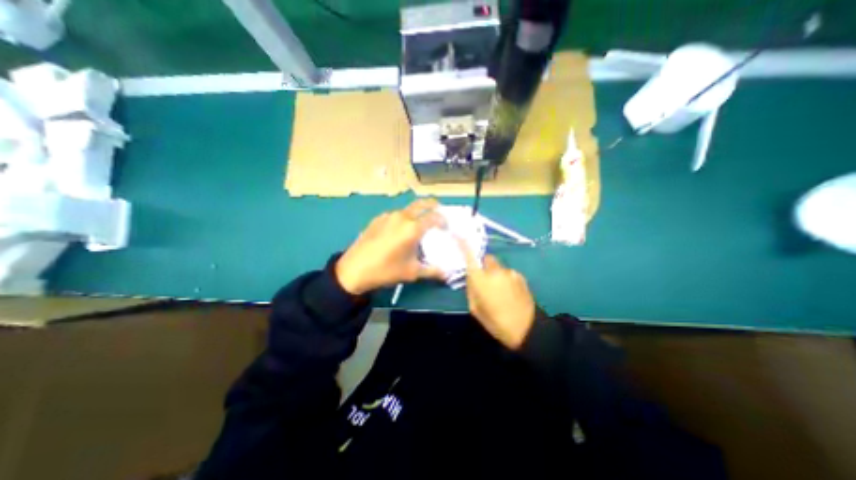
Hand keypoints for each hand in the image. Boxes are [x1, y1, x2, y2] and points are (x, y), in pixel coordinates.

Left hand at [335, 198, 443, 293]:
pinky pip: (395, 215)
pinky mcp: (377, 219)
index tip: (446, 227)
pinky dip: (403, 218)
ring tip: (419, 224)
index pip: (435, 217)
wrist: (353, 270)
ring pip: (408, 209)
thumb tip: (447, 274)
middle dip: (433, 205)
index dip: (443, 220)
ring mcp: (388, 216)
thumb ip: (432, 271)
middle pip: (422, 204)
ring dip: (417, 212)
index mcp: (413, 228)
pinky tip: (400, 230)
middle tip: (438, 211)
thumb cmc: (386, 271)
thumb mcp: (412, 272)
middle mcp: (402, 217)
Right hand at [461, 239, 532, 348]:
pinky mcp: (520, 275)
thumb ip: (471, 289)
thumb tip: (471, 277)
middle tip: (484, 280)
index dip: (464, 245)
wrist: (526, 329)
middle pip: (486, 259)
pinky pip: (508, 272)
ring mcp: (509, 272)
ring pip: (497, 266)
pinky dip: (506, 278)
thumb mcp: (475, 308)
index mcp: (480, 279)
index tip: (459, 236)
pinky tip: (509, 292)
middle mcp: (494, 270)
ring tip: (499, 290)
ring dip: (495, 273)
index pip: (470, 256)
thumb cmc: (495, 321)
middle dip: (483, 266)